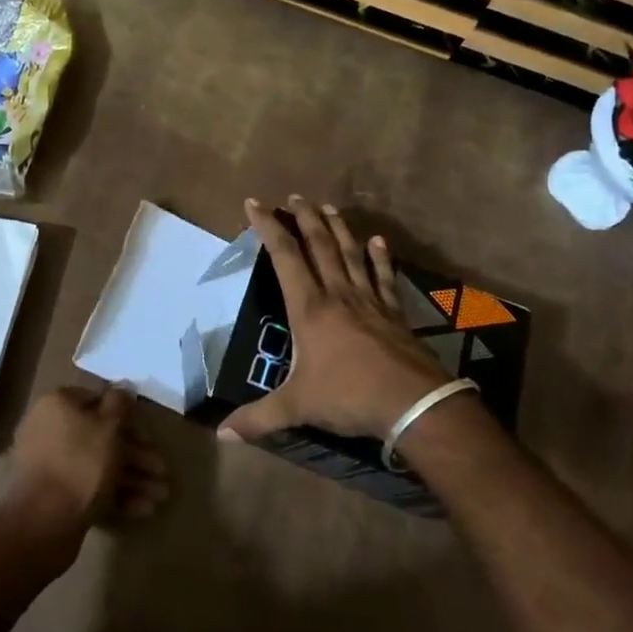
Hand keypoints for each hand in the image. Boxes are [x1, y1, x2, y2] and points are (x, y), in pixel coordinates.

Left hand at [5, 386, 169, 556]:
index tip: (147, 431)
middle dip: (136, 455)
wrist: (44, 522)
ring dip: (132, 478)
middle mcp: (50, 431)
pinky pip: (89, 488)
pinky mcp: (55, 497)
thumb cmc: (81, 463)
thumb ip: (120, 404)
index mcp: (58, 406)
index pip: (97, 400)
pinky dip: (115, 496)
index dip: (125, 415)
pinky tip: (143, 510)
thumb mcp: (109, 426)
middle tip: (162, 471)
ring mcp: (51, 466)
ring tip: (160, 498)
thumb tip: (123, 388)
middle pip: (101, 437)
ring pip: (98, 465)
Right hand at [218, 196, 449, 444]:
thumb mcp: (297, 407)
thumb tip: (220, 434)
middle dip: (304, 218)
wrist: (412, 403)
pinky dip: (379, 257)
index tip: (255, 203)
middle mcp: (338, 294)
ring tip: (328, 207)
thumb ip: (258, 419)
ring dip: (338, 228)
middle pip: (319, 245)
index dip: (268, 227)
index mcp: (310, 308)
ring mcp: (369, 300)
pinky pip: (383, 277)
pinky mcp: (393, 312)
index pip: (285, 256)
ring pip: (350, 254)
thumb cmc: (348, 397)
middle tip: (295, 196)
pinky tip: (377, 241)